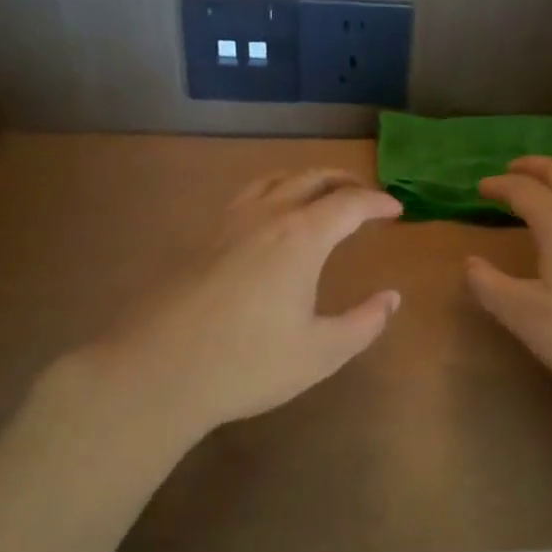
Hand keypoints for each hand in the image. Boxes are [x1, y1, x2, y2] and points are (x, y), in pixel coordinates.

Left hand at [64, 169, 402, 439]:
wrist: (156, 372)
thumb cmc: (247, 364)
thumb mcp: (321, 353)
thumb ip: (364, 323)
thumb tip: (392, 297)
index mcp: (300, 238)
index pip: (348, 204)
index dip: (376, 203)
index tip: (395, 210)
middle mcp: (265, 217)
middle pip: (310, 178)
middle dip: (343, 181)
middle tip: (364, 194)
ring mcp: (226, 223)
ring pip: (272, 180)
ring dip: (304, 179)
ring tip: (319, 194)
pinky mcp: (198, 238)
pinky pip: (245, 197)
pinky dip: (271, 192)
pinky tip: (267, 218)